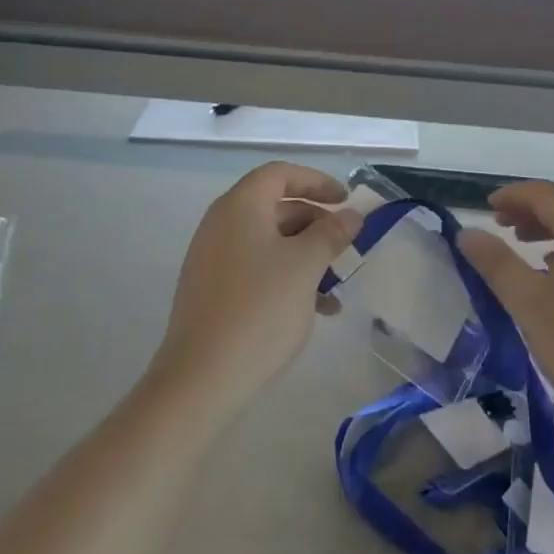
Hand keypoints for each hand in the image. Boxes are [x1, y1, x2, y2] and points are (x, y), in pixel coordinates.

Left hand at [151, 163, 360, 410]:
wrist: (202, 379)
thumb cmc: (260, 309)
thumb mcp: (306, 266)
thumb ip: (331, 233)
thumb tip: (351, 215)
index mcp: (240, 207)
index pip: (280, 174)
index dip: (316, 181)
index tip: (347, 200)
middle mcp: (221, 224)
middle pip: (275, 206)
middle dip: (315, 221)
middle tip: (346, 241)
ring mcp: (213, 259)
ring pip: (269, 242)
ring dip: (305, 254)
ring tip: (336, 283)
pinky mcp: (212, 292)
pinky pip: (256, 268)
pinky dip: (286, 277)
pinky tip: (316, 309)